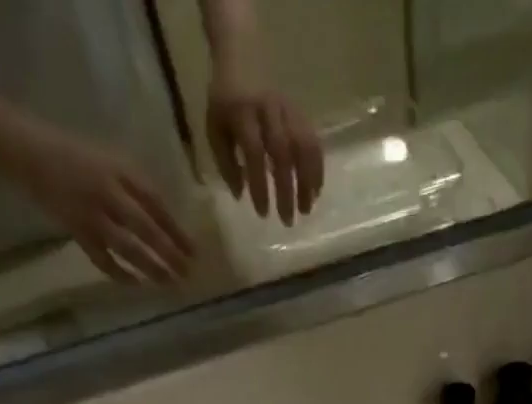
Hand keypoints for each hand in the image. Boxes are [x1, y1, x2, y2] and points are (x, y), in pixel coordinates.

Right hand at [19, 133, 194, 283]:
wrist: (27, 151)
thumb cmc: (75, 156)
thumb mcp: (109, 160)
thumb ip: (135, 187)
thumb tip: (167, 222)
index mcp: (119, 170)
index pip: (156, 204)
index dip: (176, 230)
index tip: (194, 251)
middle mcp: (108, 192)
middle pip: (146, 228)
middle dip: (169, 253)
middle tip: (188, 272)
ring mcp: (91, 214)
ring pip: (128, 247)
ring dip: (151, 267)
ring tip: (170, 283)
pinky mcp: (76, 231)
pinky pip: (102, 259)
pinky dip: (119, 273)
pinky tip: (136, 283)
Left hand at [206, 66, 323, 224]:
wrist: (242, 54)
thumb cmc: (225, 100)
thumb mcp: (214, 128)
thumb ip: (225, 162)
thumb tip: (241, 195)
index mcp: (242, 113)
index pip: (254, 154)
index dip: (259, 185)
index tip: (263, 213)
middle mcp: (267, 111)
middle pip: (282, 153)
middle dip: (286, 190)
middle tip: (288, 221)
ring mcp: (286, 110)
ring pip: (303, 146)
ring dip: (307, 181)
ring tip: (307, 208)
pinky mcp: (299, 112)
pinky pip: (312, 140)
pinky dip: (317, 167)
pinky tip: (316, 190)